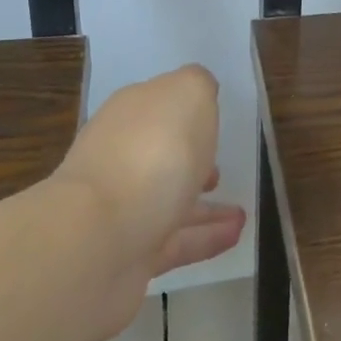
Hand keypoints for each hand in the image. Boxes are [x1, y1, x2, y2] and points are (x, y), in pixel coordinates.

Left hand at [52, 65, 246, 332]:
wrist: (98, 239)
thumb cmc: (153, 152)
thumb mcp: (188, 93)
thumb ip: (198, 85)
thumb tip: (199, 92)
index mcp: (130, 114)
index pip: (158, 105)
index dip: (186, 112)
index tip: (215, 122)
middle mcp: (119, 157)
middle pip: (158, 154)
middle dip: (188, 162)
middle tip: (220, 171)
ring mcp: (119, 209)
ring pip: (168, 201)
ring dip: (205, 206)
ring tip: (242, 211)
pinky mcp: (127, 255)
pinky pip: (175, 242)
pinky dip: (205, 238)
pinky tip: (235, 235)